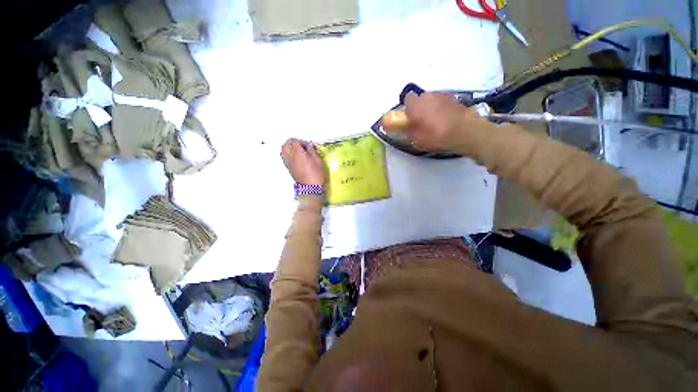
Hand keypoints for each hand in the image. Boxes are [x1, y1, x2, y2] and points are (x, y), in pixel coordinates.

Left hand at [281, 138, 325, 185]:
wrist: (311, 188)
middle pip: (286, 144)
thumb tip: (309, 145)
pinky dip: (288, 154)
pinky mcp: (288, 168)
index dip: (302, 142)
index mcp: (298, 153)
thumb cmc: (316, 174)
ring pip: (283, 150)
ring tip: (297, 151)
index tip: (309, 146)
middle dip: (293, 142)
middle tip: (301, 146)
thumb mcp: (318, 160)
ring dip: (289, 148)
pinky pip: (284, 157)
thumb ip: (312, 150)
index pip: (295, 141)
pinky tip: (295, 158)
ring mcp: (288, 163)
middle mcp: (290, 156)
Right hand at [403, 92, 484, 151]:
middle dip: (420, 108)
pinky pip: (443, 103)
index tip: (410, 118)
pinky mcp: (454, 98)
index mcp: (416, 104)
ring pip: (432, 100)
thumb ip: (407, 130)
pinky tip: (446, 120)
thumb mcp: (415, 138)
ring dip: (432, 108)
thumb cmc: (435, 135)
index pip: (407, 99)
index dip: (407, 108)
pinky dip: (442, 109)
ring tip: (436, 122)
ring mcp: (442, 95)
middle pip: (420, 99)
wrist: (464, 131)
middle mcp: (428, 95)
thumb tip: (404, 126)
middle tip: (422, 121)